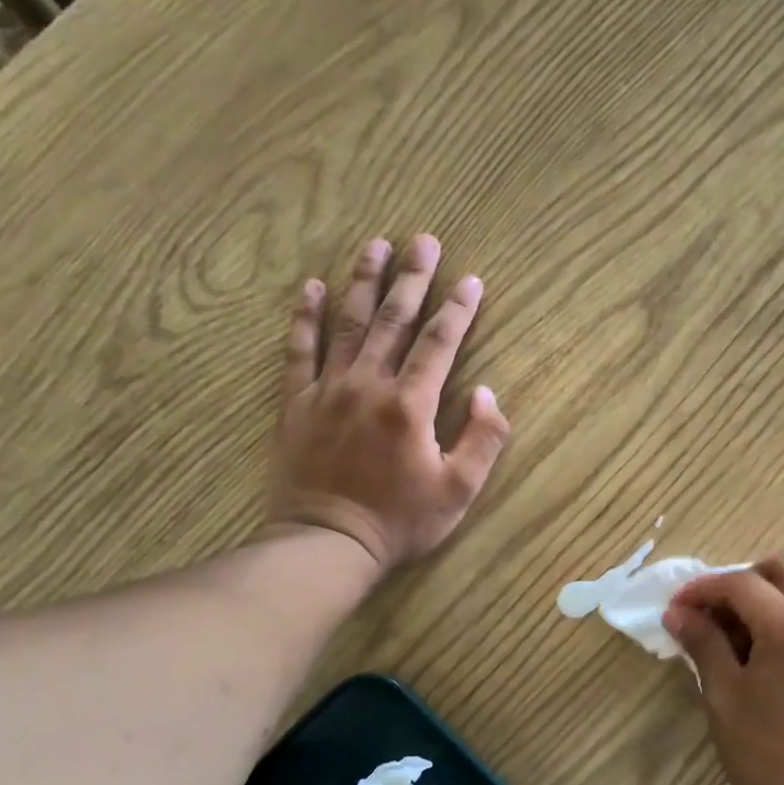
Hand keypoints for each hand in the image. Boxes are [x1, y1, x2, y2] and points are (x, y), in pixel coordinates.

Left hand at [270, 235, 510, 573]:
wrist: (327, 544)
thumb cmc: (399, 522)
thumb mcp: (458, 491)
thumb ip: (482, 440)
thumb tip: (487, 393)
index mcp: (410, 405)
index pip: (440, 343)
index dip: (458, 309)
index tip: (471, 280)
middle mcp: (368, 385)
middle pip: (393, 320)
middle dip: (412, 278)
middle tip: (424, 240)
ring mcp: (327, 390)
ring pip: (347, 324)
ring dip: (363, 281)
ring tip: (375, 245)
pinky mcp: (296, 403)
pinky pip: (299, 351)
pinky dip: (306, 317)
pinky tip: (312, 287)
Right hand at [663, 554, 783, 784]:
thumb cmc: (770, 759)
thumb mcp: (725, 698)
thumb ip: (703, 644)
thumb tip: (677, 613)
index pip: (742, 584)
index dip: (702, 589)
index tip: (675, 608)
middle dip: (741, 580)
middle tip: (711, 612)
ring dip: (767, 596)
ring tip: (735, 636)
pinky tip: (766, 654)